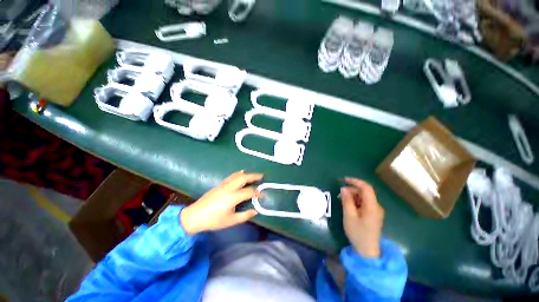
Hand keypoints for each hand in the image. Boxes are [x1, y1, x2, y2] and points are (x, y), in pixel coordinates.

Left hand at [180, 171, 262, 234]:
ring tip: (254, 175)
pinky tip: (241, 173)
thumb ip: (245, 215)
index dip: (257, 193)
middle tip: (262, 176)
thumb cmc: (213, 220)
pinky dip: (238, 173)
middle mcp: (229, 187)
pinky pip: (231, 176)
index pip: (249, 191)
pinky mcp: (219, 184)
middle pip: (244, 178)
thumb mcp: (231, 221)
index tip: (262, 195)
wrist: (195, 216)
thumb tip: (255, 211)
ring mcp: (224, 184)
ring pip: (237, 175)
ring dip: (247, 174)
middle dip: (254, 176)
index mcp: (233, 197)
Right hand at [340, 178, 384, 257]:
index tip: (343, 180)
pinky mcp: (373, 215)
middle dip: (352, 190)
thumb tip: (343, 188)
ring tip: (342, 201)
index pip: (366, 187)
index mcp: (372, 206)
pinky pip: (364, 204)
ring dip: (353, 196)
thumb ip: (347, 201)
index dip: (355, 181)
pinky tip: (348, 207)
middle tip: (340, 195)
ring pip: (364, 198)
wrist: (367, 251)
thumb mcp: (349, 216)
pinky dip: (356, 202)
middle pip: (364, 192)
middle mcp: (376, 207)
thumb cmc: (358, 233)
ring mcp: (376, 211)